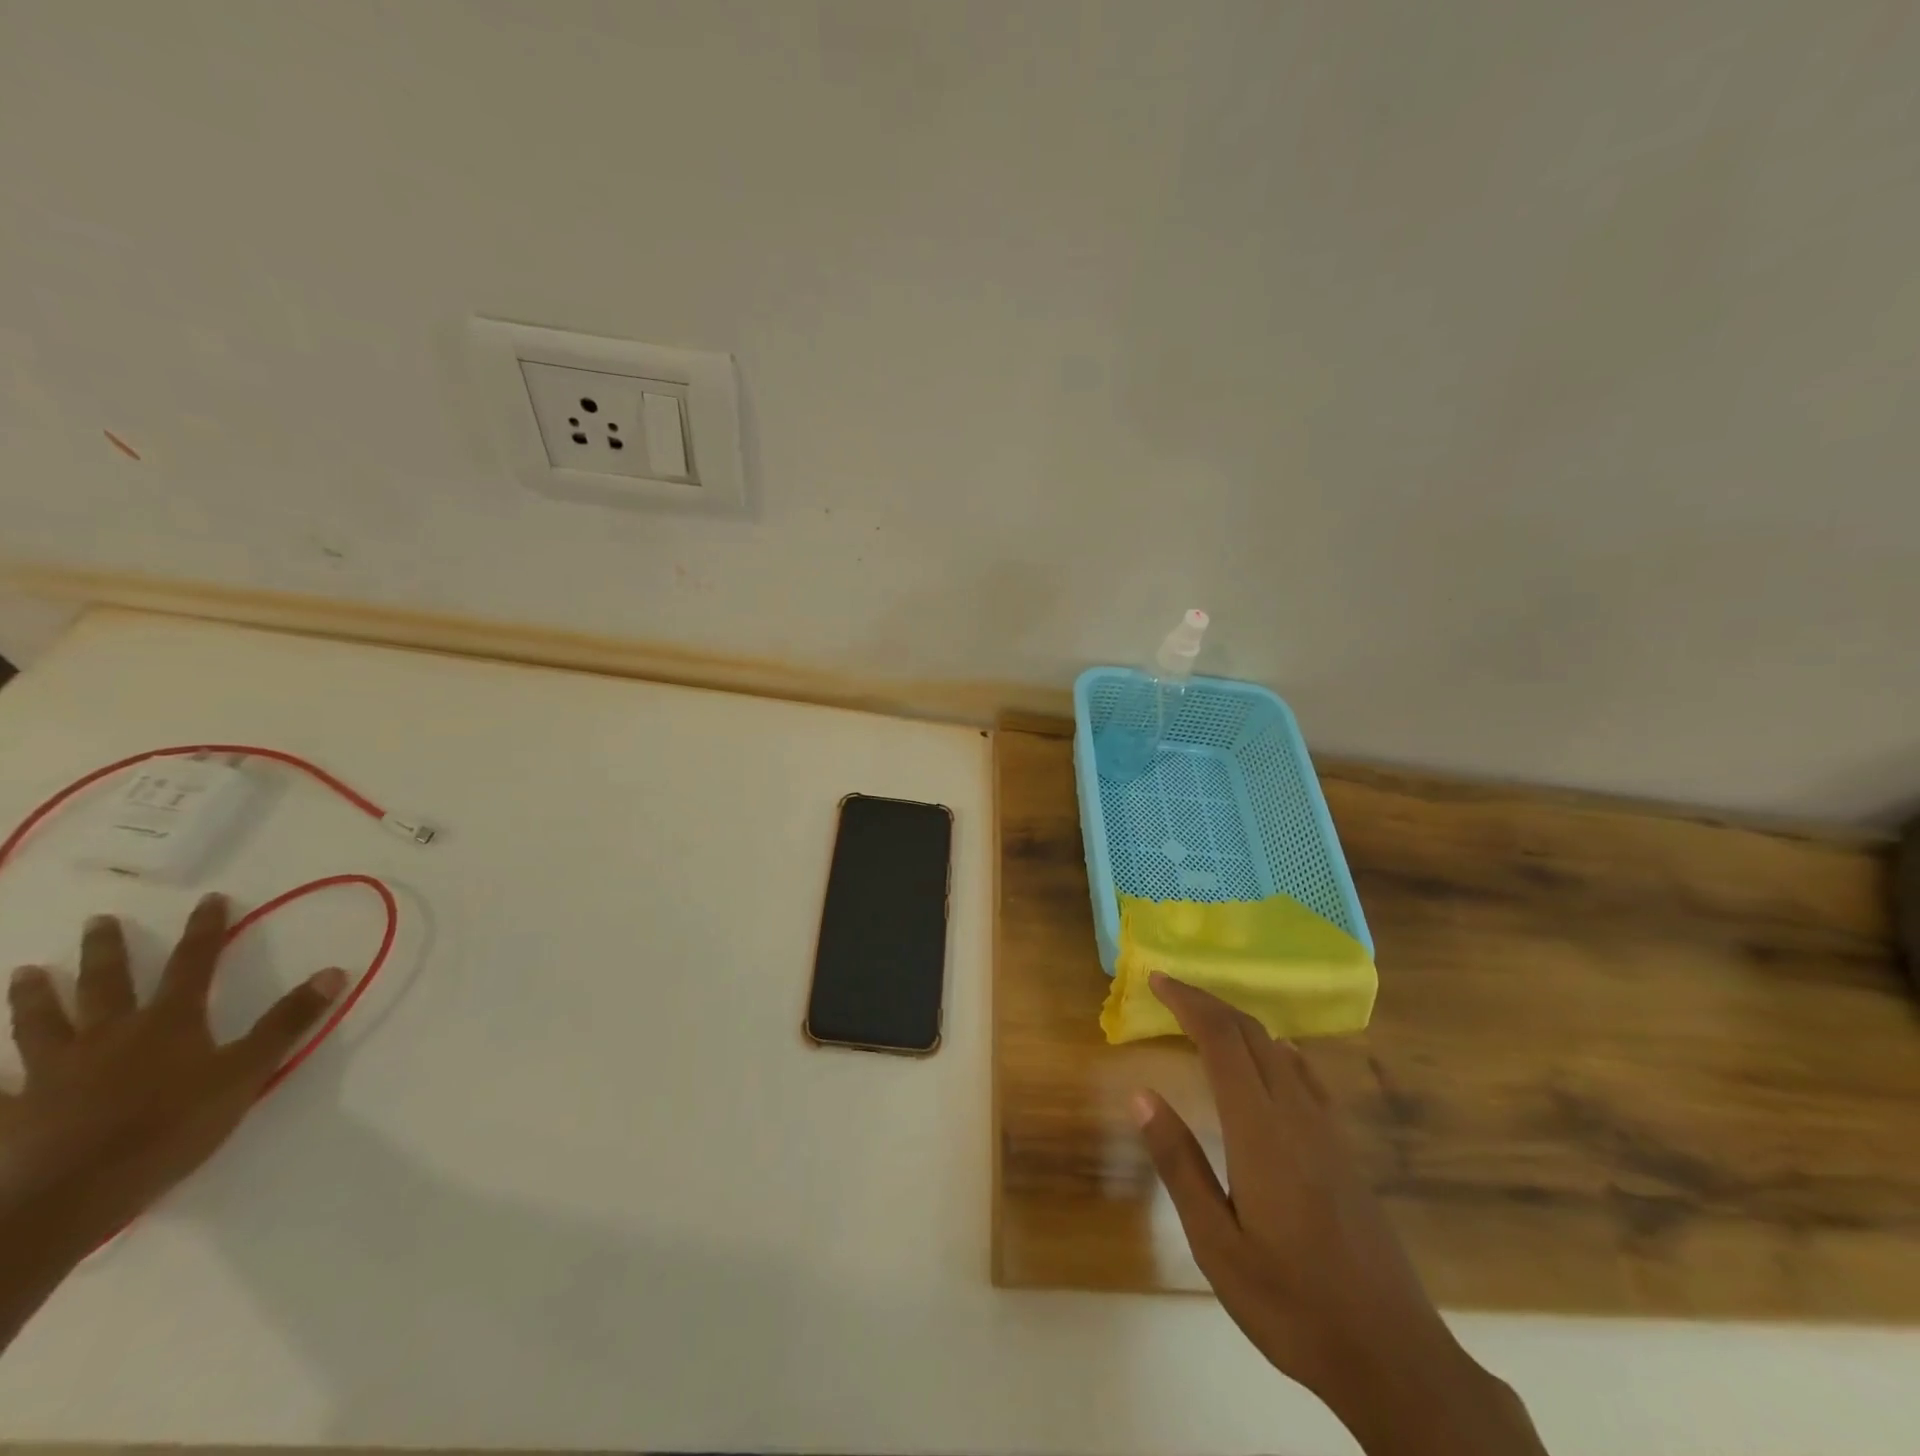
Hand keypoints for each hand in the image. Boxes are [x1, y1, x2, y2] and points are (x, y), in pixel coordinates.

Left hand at [0, 894, 345, 1348]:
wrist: (74, 1195)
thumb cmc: (173, 1127)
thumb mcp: (247, 1071)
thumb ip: (288, 1022)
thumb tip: (334, 970)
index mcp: (168, 1023)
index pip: (193, 963)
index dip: (205, 930)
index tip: (209, 899)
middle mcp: (109, 1035)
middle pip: (107, 984)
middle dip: (107, 950)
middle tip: (99, 921)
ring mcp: (54, 1074)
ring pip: (42, 1025)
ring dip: (35, 996)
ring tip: (25, 972)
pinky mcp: (15, 1112)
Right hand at [1137, 972, 1544, 1455]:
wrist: (1395, 1357)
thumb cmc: (1293, 1304)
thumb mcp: (1216, 1245)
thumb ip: (1179, 1164)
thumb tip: (1142, 1095)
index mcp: (1260, 1130)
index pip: (1222, 1040)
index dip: (1188, 1002)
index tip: (1157, 980)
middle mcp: (1296, 1114)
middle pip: (1250, 1033)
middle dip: (1208, 1001)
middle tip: (1169, 989)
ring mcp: (1327, 1130)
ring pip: (1278, 1049)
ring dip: (1237, 1022)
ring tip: (1203, 1018)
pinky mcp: (1344, 1150)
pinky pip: (1305, 1076)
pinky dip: (1274, 1049)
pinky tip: (1270, 1058)